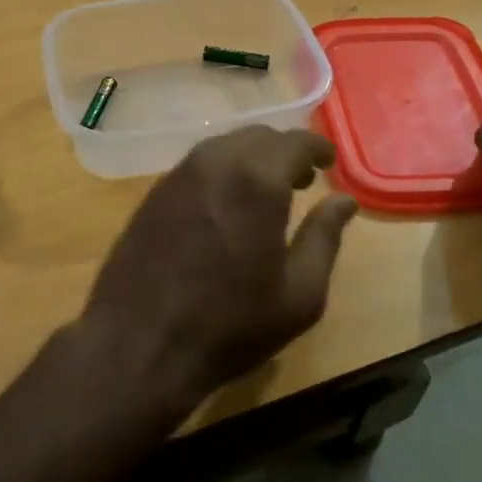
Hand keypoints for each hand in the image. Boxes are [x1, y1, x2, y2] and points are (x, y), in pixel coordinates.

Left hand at [79, 127, 358, 413]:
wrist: (138, 345)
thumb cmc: (230, 326)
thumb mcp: (299, 294)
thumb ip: (324, 238)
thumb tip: (344, 201)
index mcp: (257, 180)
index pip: (294, 142)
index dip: (317, 148)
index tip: (329, 161)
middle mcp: (215, 163)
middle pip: (258, 137)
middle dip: (284, 151)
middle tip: (301, 180)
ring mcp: (178, 175)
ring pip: (224, 146)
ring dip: (251, 158)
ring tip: (265, 192)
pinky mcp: (153, 193)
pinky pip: (197, 165)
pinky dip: (221, 171)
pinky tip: (225, 205)